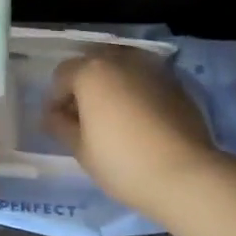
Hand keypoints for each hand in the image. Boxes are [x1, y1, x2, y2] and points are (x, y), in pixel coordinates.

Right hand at [43, 54, 219, 218]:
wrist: (185, 174)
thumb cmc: (122, 162)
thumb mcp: (81, 149)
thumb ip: (60, 125)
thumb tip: (51, 115)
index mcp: (92, 72)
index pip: (62, 75)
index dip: (56, 99)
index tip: (58, 123)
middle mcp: (121, 61)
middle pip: (93, 65)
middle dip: (84, 87)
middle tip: (84, 118)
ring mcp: (152, 69)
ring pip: (122, 70)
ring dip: (112, 86)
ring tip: (114, 118)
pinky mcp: (176, 84)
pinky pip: (145, 81)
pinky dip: (136, 92)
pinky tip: (140, 120)